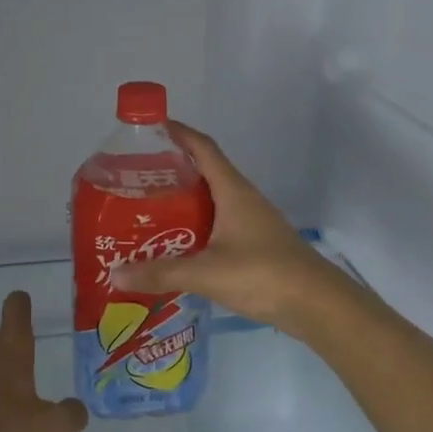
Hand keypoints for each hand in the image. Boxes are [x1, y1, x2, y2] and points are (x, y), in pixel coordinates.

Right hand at [110, 121, 356, 334]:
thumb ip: (161, 272)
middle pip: (203, 172)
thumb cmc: (263, 274)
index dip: (178, 132)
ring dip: (181, 201)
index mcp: (232, 191)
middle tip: (134, 179)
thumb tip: (116, 273)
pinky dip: (194, 227)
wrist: (316, 304)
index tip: (149, 127)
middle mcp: (241, 199)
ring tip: (146, 211)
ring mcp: (250, 222)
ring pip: (210, 201)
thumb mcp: (207, 273)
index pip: (203, 147)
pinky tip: (175, 246)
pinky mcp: (253, 244)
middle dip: (170, 170)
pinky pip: (216, 224)